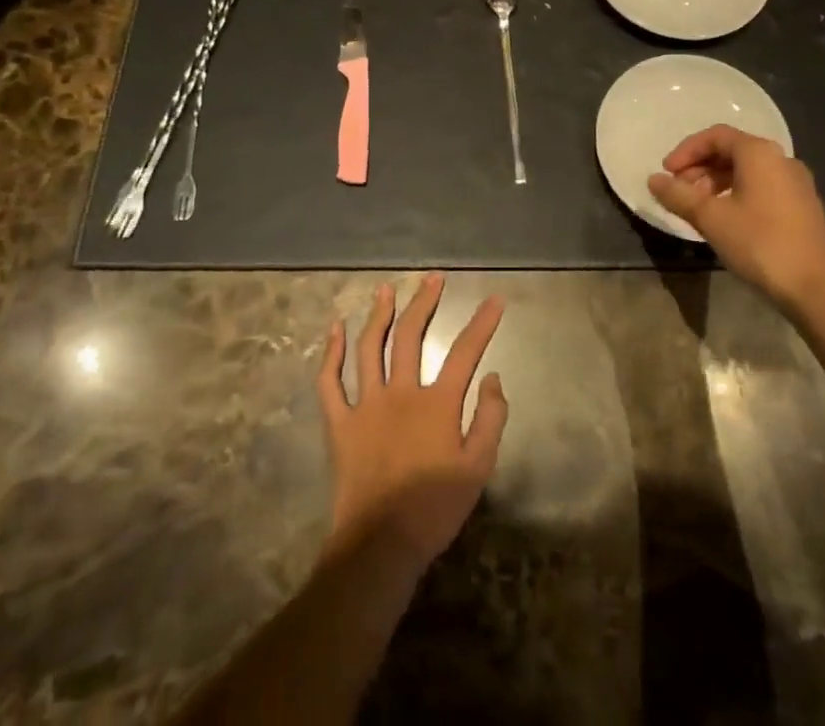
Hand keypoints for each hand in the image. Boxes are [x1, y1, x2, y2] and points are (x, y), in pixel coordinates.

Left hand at [316, 275, 507, 572]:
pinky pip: (330, 380)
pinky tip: (334, 329)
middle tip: (433, 279)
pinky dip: (330, 352)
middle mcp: (401, 392)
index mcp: (437, 403)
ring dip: (378, 314)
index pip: (465, 351)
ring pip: (369, 347)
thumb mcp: (479, 468)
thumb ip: (490, 418)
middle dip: (424, 302)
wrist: (380, 545)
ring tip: (386, 289)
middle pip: (410, 335)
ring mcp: (366, 404)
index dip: (482, 323)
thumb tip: (492, 376)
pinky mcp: (339, 422)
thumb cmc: (434, 508)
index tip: (494, 299)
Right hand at [648, 125, 824, 313]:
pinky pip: (762, 187)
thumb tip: (653, 179)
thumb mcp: (711, 218)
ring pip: (747, 171)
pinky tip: (726, 220)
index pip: (715, 136)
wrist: (816, 290)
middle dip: (700, 168)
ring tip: (698, 208)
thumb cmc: (760, 244)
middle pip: (732, 151)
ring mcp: (796, 184)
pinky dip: (737, 194)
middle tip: (678, 191)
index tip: (666, 173)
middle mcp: (781, 159)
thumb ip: (678, 195)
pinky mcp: (803, 206)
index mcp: (759, 153)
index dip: (686, 151)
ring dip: (717, 182)